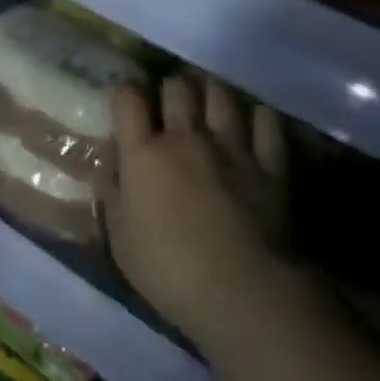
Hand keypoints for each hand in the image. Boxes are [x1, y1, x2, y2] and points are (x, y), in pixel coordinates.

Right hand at [105, 75, 287, 342]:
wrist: (245, 292)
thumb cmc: (170, 272)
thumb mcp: (121, 241)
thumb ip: (113, 197)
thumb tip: (108, 168)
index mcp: (143, 155)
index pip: (127, 99)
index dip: (124, 93)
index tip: (125, 103)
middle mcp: (186, 138)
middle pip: (177, 88)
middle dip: (170, 89)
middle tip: (169, 105)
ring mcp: (232, 147)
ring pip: (220, 95)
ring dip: (210, 94)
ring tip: (208, 105)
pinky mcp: (271, 164)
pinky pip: (266, 121)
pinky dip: (257, 116)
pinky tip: (253, 122)